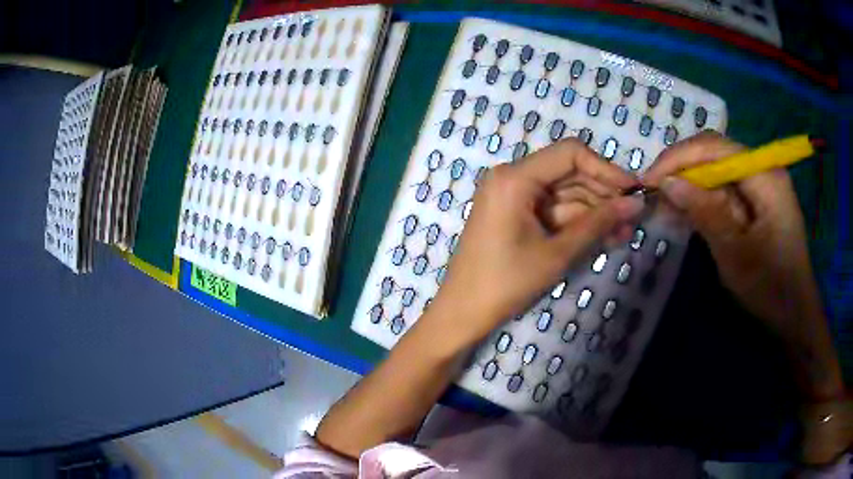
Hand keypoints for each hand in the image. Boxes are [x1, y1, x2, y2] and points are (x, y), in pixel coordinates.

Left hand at [424, 139, 643, 348]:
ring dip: (595, 212)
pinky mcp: (516, 214)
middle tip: (633, 219)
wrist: (462, 313)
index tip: (633, 191)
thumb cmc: (505, 283)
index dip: (606, 169)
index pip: (570, 154)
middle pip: (570, 173)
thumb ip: (598, 224)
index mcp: (515, 177)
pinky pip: (553, 210)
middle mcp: (513, 177)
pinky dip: (577, 223)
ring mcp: (513, 196)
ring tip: (625, 233)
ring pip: (565, 194)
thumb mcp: (557, 253)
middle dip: (604, 196)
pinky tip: (604, 236)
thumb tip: (636, 204)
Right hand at [643, 131, 815, 333]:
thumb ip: (705, 213)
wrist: (795, 311)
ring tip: (667, 204)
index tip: (649, 181)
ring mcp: (762, 181)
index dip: (678, 159)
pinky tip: (690, 210)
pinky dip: (705, 196)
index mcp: (764, 175)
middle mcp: (763, 167)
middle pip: (715, 152)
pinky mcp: (759, 196)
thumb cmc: (770, 288)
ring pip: (718, 168)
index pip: (714, 148)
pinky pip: (727, 185)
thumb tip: (668, 183)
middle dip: (683, 169)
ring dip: (692, 183)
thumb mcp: (735, 255)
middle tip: (655, 193)